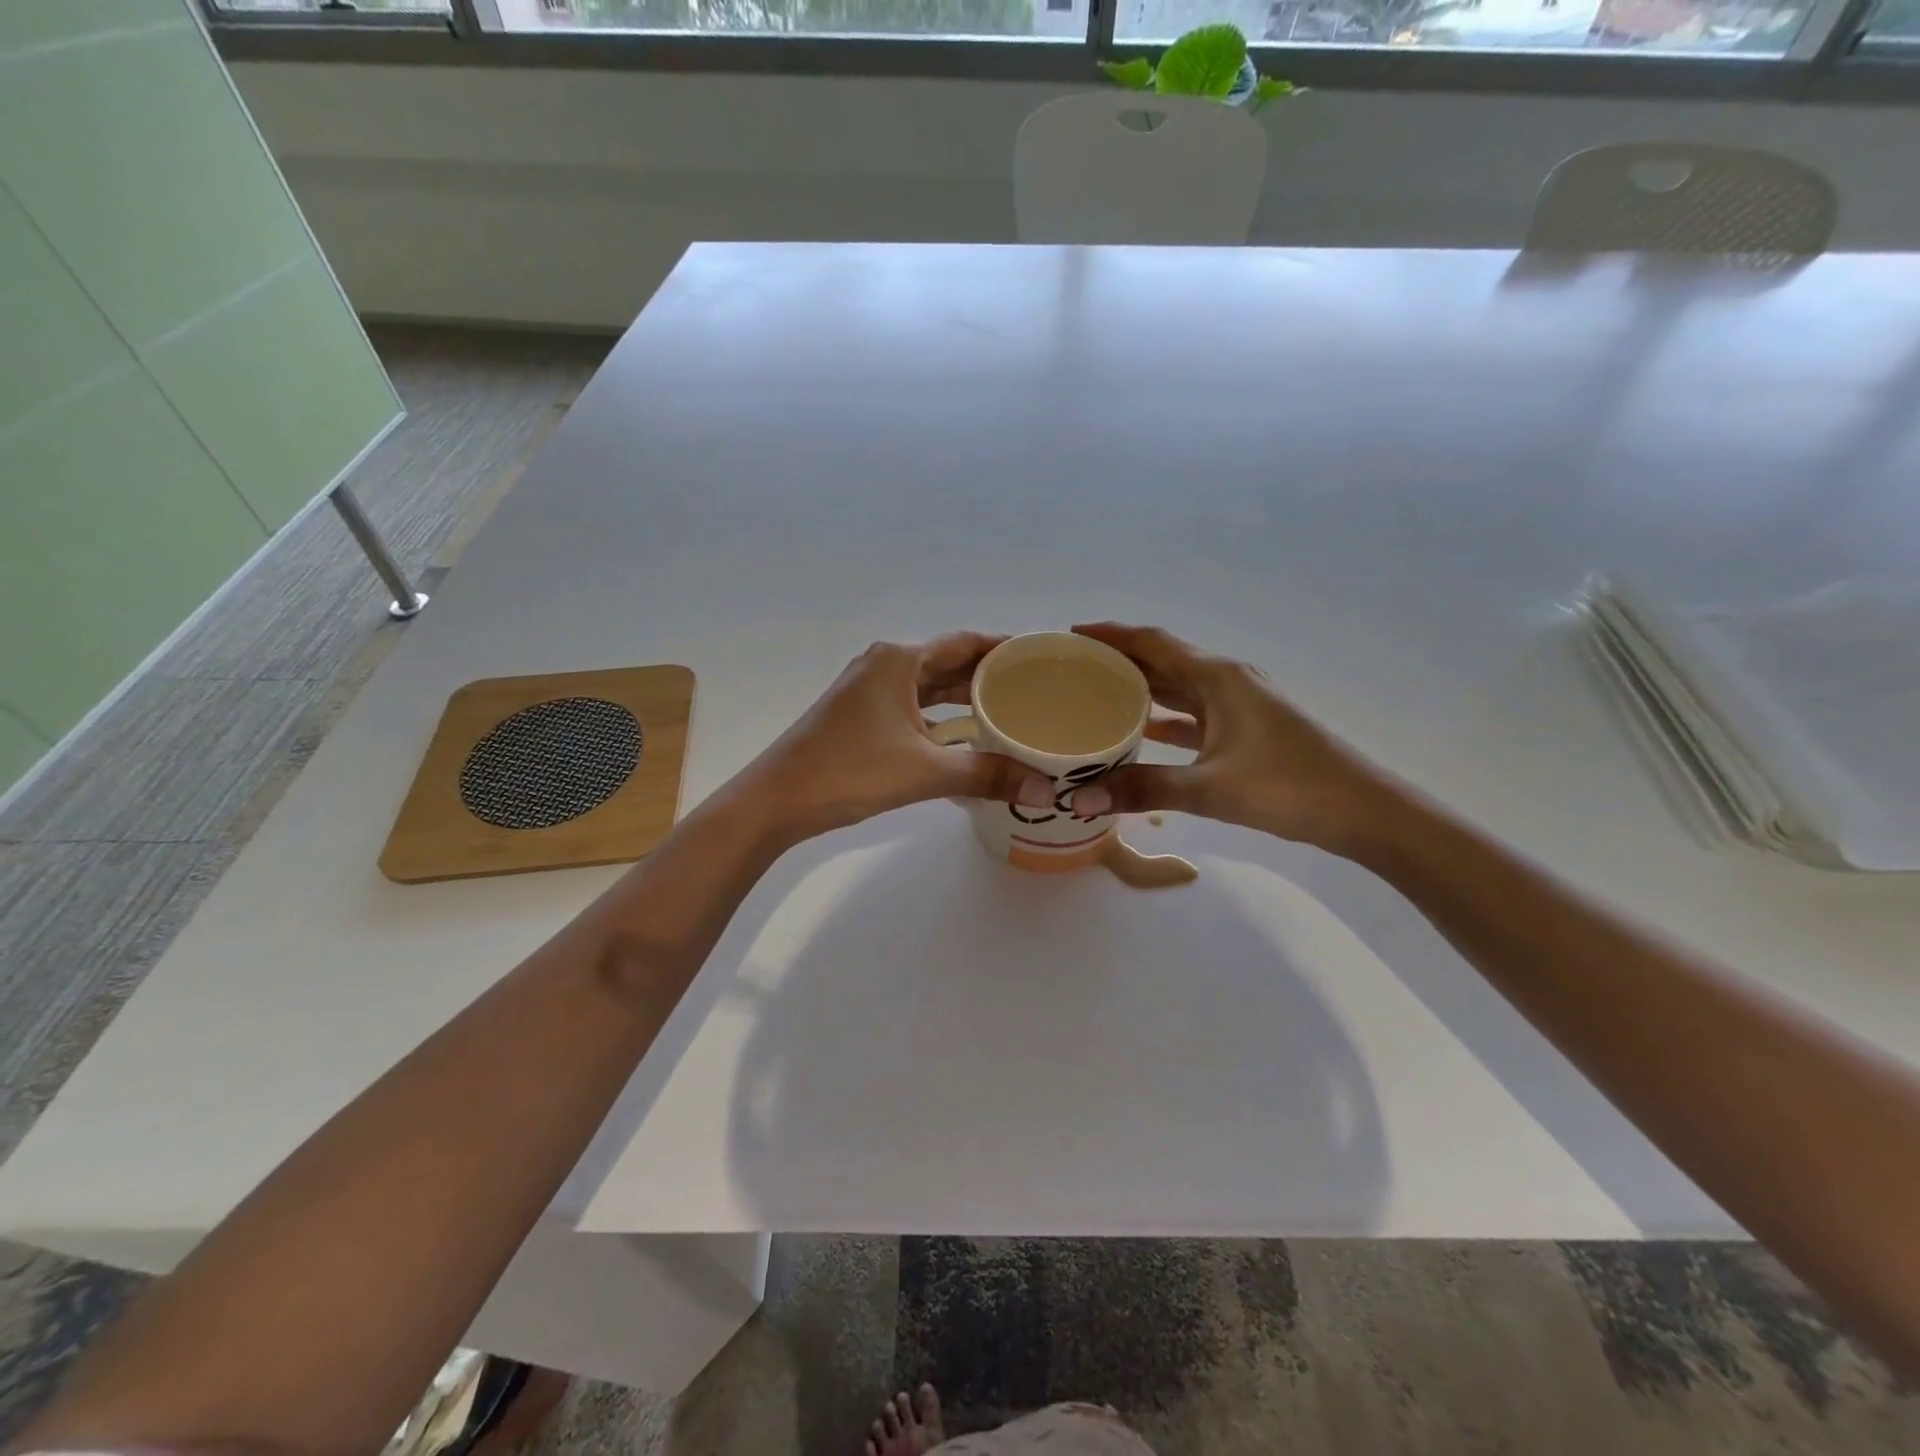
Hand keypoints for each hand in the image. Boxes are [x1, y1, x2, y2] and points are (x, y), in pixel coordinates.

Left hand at [739, 633, 1046, 841]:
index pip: (966, 642)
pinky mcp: (861, 715)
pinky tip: (966, 738)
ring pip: (929, 687)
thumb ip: (987, 775)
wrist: (777, 799)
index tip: (1042, 657)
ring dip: (965, 698)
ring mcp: (869, 690)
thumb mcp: (926, 771)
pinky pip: (913, 707)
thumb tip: (1046, 791)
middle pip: (949, 662)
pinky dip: (941, 718)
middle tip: (1037, 689)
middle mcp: (885, 664)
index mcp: (900, 659)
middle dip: (989, 674)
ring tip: (1010, 710)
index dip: (1004, 647)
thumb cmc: (850, 771)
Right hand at [1066, 623, 1405, 851]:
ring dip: (1140, 688)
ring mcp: (1239, 706)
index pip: (1153, 642)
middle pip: (1163, 660)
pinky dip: (1164, 719)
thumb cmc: (1289, 787)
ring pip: (1178, 688)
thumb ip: (1142, 789)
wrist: (1364, 811)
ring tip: (1095, 695)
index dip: (1111, 635)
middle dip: (1119, 660)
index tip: (1071, 635)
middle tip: (1073, 669)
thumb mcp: (1210, 788)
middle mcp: (1227, 681)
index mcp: (1218, 677)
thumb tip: (1077, 799)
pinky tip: (1140, 732)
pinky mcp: (1246, 731)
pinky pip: (1192, 716)